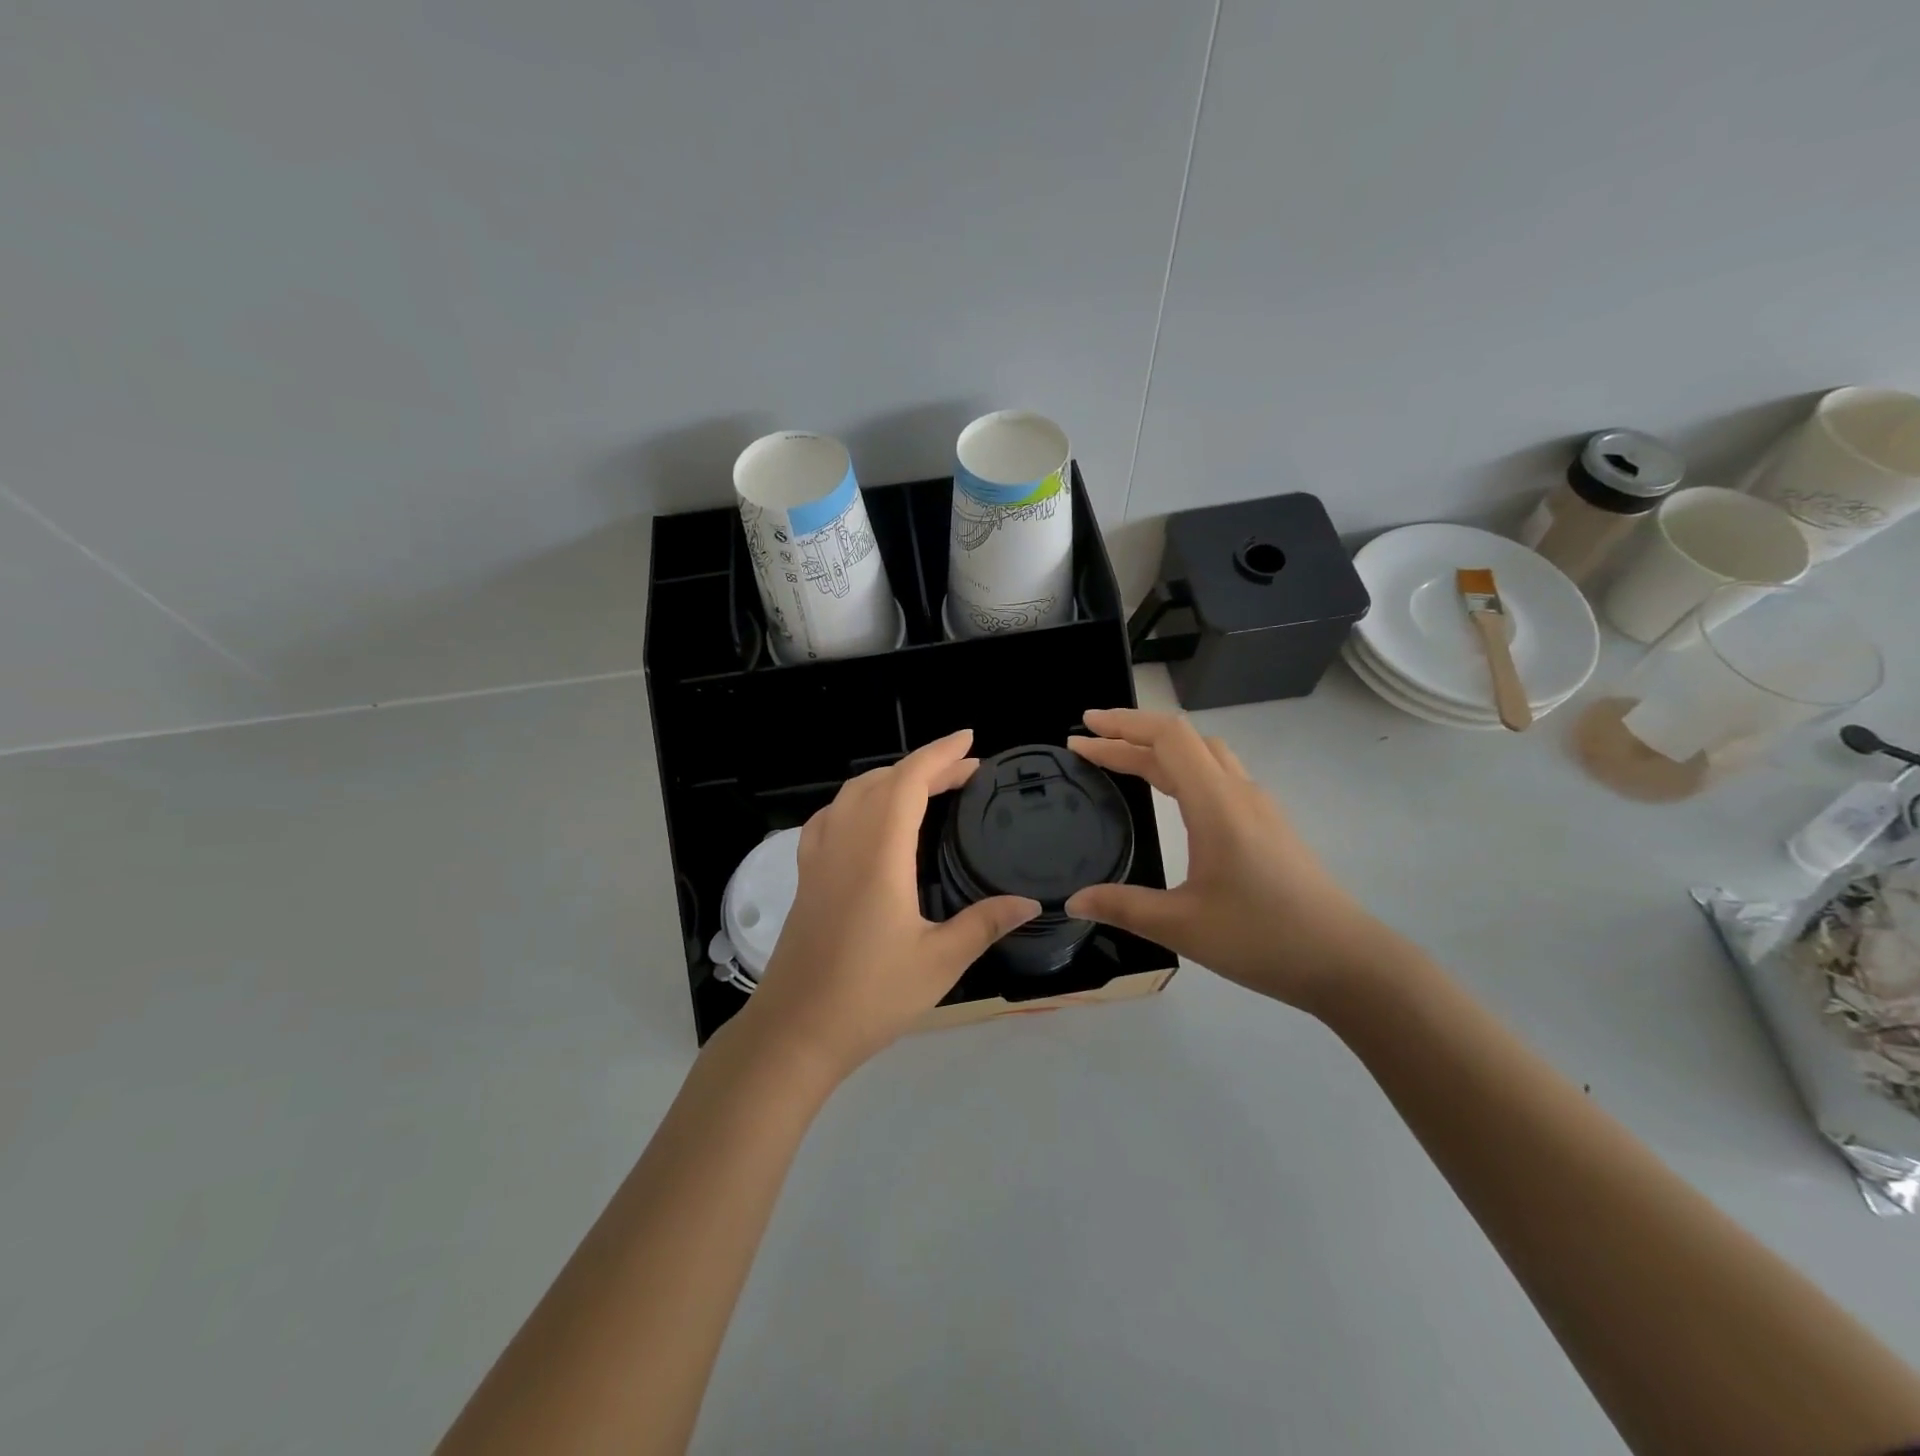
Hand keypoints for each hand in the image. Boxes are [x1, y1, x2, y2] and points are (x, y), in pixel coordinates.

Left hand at [736, 730, 1040, 1078]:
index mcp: (879, 854)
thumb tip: (1030, 902)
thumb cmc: (870, 996)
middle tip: (964, 772)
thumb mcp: (939, 962)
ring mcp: (819, 858)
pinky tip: (869, 818)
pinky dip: (857, 800)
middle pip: (882, 781)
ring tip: (925, 786)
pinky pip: (831, 816)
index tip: (970, 741)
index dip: (939, 755)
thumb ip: (984, 923)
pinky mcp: (807, 876)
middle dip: (924, 766)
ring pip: (852, 794)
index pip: (908, 782)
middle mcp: (845, 843)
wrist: (795, 1031)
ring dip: (890, 779)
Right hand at [1063, 708, 1397, 1013]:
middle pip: (1182, 740)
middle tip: (1089, 744)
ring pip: (1205, 755)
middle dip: (1132, 734)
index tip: (1084, 730)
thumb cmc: (1263, 939)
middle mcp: (1239, 792)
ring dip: (1161, 749)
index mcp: (1217, 803)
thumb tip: (1073, 901)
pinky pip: (1219, 775)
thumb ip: (1123, 907)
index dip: (1122, 727)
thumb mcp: (1182, 926)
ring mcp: (1259, 807)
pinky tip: (1174, 795)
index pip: (1167, 738)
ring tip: (1124, 761)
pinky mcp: (1269, 825)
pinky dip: (1183, 768)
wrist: (1347, 962)